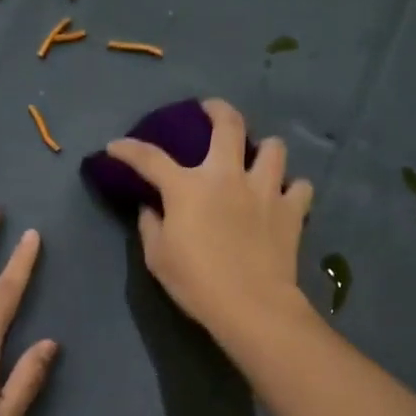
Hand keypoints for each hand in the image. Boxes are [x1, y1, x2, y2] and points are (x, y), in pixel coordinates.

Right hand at [104, 98, 314, 343]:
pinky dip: (292, 189)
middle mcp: (227, 176)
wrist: (251, 305)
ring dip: (264, 149)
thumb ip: (151, 226)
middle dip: (216, 110)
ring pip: (273, 148)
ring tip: (257, 159)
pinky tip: (284, 198)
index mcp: (187, 188)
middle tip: (210, 110)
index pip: (150, 158)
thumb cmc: (197, 283)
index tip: (116, 146)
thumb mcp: (158, 258)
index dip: (129, 149)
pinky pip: (299, 187)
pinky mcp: (291, 210)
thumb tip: (150, 208)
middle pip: (227, 125)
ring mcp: (264, 190)